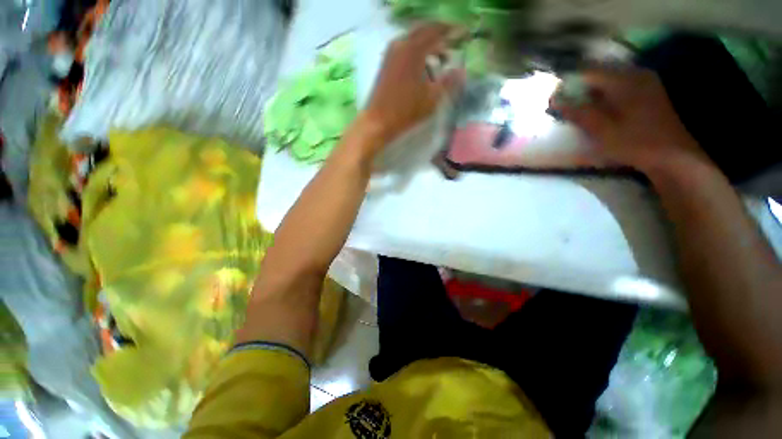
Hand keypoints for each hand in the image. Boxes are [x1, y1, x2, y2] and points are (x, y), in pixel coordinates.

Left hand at [360, 22, 464, 150]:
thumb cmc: (406, 111)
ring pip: (413, 39)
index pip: (437, 30)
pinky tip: (422, 66)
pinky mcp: (385, 62)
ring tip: (438, 58)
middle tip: (451, 46)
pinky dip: (416, 51)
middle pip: (424, 31)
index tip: (463, 36)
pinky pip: (404, 48)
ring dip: (427, 44)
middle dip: (439, 36)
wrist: (378, 121)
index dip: (451, 31)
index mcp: (414, 49)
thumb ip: (448, 82)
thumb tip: (460, 70)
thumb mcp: (432, 99)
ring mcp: (391, 53)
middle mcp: (401, 44)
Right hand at [550, 68, 707, 174]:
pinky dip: (605, 96)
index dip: (568, 83)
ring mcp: (645, 82)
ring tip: (579, 109)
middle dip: (579, 87)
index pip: (588, 72)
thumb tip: (554, 100)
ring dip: (592, 92)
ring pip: (610, 81)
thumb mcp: (601, 130)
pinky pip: (620, 87)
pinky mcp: (649, 93)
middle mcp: (636, 74)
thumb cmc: (634, 142)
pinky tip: (600, 110)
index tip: (554, 98)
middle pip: (600, 74)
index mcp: (624, 80)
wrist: (672, 156)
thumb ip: (577, 112)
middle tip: (565, 105)